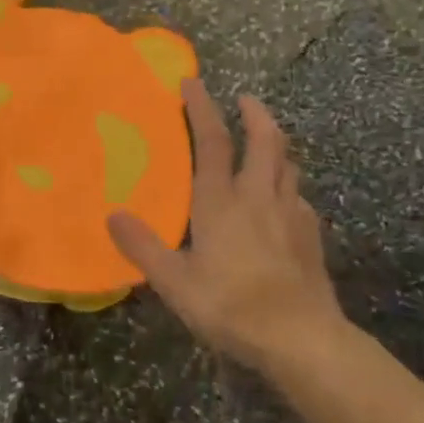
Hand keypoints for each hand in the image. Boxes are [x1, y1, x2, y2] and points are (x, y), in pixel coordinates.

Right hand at [108, 79, 350, 379]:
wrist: (302, 340)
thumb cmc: (230, 305)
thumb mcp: (174, 281)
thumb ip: (143, 246)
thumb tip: (112, 215)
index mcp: (221, 201)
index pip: (212, 142)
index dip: (202, 109)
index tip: (193, 82)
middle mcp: (258, 197)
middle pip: (265, 142)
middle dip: (255, 114)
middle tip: (245, 99)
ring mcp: (291, 216)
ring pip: (288, 166)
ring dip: (276, 146)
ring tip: (266, 144)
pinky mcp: (311, 238)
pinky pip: (299, 199)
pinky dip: (289, 188)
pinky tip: (285, 203)